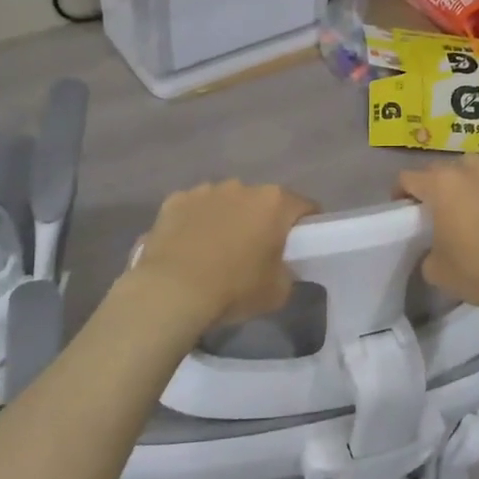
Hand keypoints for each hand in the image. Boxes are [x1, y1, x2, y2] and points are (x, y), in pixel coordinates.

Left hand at [129, 180, 319, 332]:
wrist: (172, 291)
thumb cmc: (234, 289)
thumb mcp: (278, 291)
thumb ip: (287, 271)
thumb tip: (280, 267)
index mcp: (274, 203)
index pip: (304, 207)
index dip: (306, 226)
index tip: (300, 246)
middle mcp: (242, 187)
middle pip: (262, 201)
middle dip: (262, 221)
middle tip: (256, 252)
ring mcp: (206, 190)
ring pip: (226, 202)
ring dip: (228, 219)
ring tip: (217, 251)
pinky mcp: (175, 200)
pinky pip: (194, 209)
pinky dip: (196, 222)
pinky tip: (189, 248)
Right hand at [396, 156, 478, 316]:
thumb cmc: (477, 271)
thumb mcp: (436, 270)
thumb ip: (429, 252)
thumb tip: (437, 250)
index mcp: (440, 187)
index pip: (408, 178)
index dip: (401, 191)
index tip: (403, 208)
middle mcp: (468, 172)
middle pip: (440, 168)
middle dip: (432, 183)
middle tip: (434, 207)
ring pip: (473, 162)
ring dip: (464, 174)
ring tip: (466, 193)